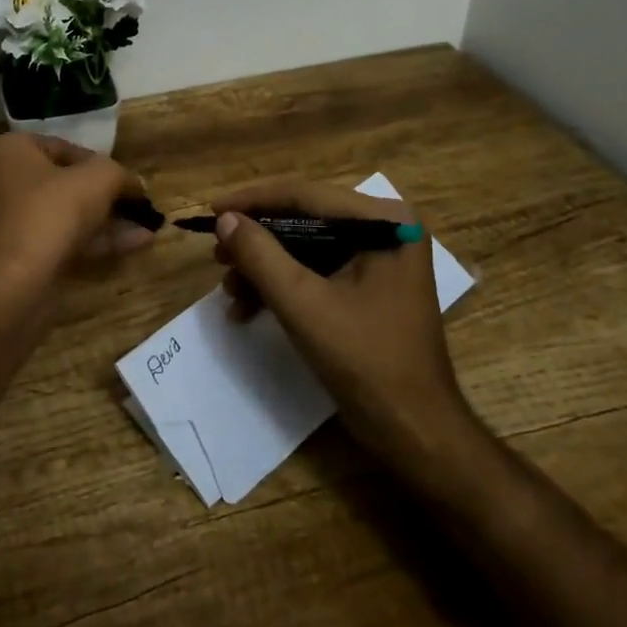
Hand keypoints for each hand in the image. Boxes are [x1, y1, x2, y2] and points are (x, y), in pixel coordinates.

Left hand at [0, 132, 154, 307]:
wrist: (11, 283)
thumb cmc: (50, 211)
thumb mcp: (98, 179)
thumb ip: (119, 174)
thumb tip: (135, 184)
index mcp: (9, 151)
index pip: (62, 148)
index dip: (99, 162)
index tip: (126, 180)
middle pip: (62, 184)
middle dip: (104, 196)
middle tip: (137, 205)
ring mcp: (4, 225)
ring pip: (63, 217)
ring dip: (106, 221)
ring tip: (147, 227)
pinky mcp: (14, 260)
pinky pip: (59, 242)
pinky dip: (94, 243)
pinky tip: (134, 245)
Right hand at [210, 178, 480, 478]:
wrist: (414, 431)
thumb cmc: (366, 361)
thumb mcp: (304, 304)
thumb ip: (261, 255)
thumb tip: (225, 219)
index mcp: (384, 221)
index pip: (307, 195)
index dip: (254, 201)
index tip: (212, 210)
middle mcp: (385, 228)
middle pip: (304, 218)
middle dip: (257, 239)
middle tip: (216, 253)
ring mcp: (378, 257)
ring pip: (305, 245)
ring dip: (264, 266)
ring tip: (228, 287)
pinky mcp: (368, 285)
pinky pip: (316, 270)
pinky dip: (283, 285)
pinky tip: (248, 306)